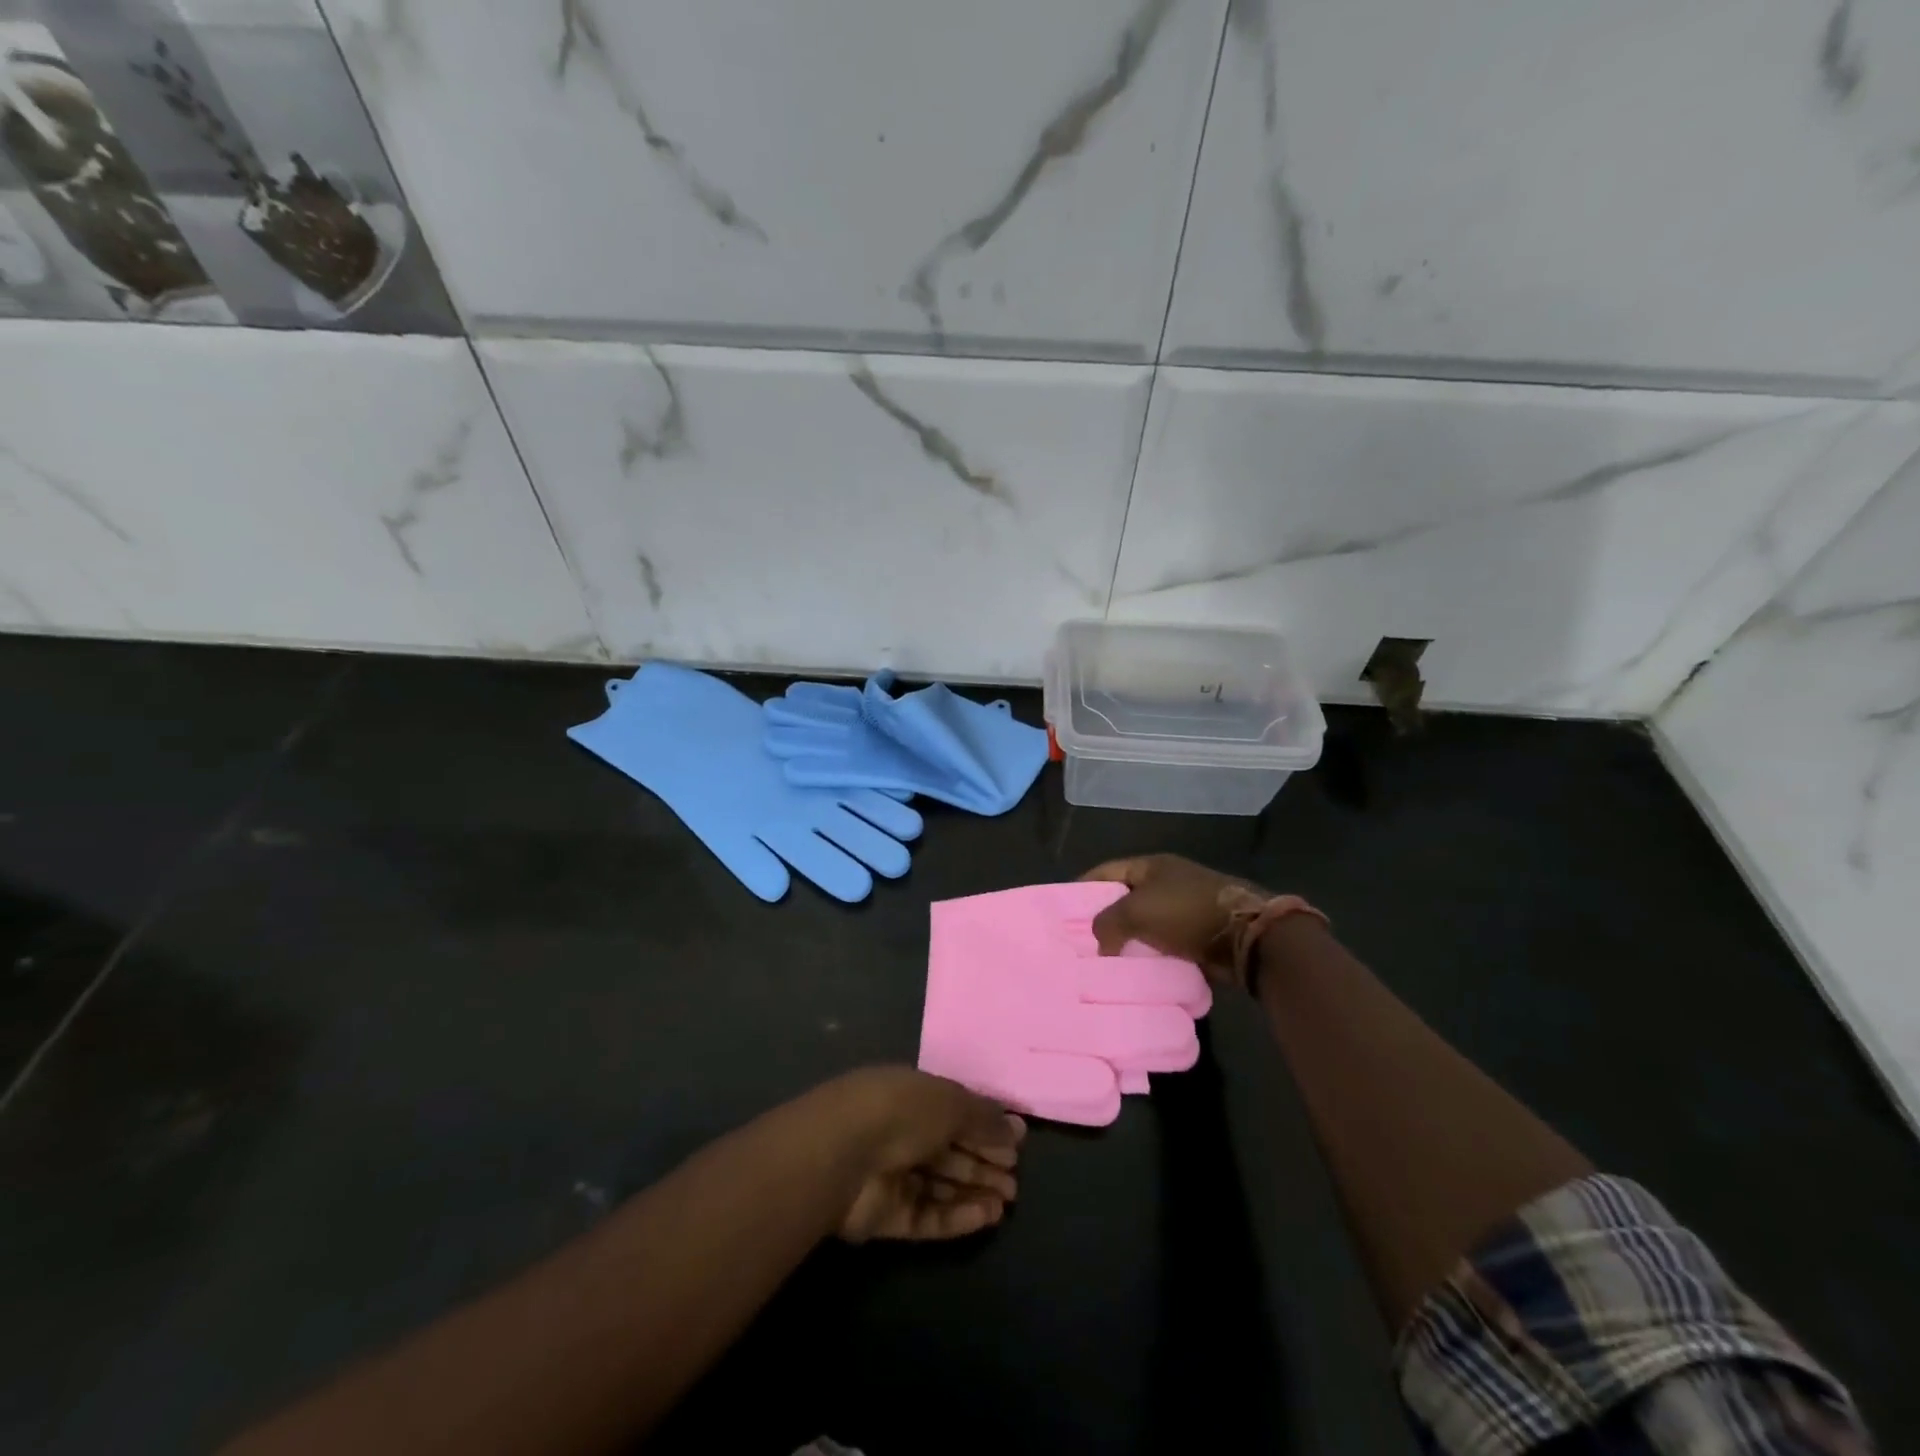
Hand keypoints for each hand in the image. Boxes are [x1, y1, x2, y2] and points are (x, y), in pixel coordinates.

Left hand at [811, 1067, 1025, 1242]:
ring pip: (941, 1184)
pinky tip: (987, 1217)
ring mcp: (892, 1174)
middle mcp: (902, 1131)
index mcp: (913, 1094)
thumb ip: (984, 1118)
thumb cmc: (901, 1112)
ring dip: (974, 1190)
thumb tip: (1015, 1129)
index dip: (986, 1126)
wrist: (843, 1154)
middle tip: (1016, 1179)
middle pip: (950, 1149)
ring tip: (1008, 1201)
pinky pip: (927, 1215)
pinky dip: (957, 1216)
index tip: (1016, 1145)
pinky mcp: (885, 1215)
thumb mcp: (951, 1102)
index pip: (955, 1110)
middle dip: (984, 1162)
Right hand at [1080, 853, 1272, 988]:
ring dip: (1128, 940)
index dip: (1084, 886)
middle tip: (1081, 939)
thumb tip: (1100, 940)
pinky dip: (1150, 954)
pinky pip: (1164, 943)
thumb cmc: (1186, 912)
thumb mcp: (1137, 911)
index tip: (1063, 907)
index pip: (1107, 870)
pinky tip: (1134, 970)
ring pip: (1145, 923)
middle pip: (1125, 897)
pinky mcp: (1198, 933)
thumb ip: (1108, 921)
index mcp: (1151, 866)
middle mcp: (1167, 881)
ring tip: (1104, 959)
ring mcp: (1185, 906)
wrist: (1247, 936)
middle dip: (1104, 917)